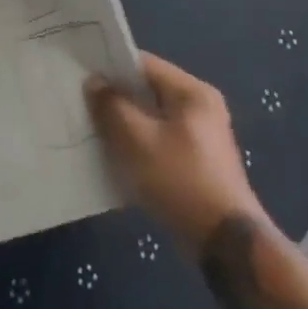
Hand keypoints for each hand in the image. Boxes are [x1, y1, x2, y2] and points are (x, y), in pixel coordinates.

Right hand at [86, 52, 259, 247]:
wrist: (225, 244)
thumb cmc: (180, 180)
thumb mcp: (137, 139)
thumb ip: (111, 106)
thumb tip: (94, 82)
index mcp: (193, 92)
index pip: (144, 64)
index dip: (111, 68)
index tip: (82, 77)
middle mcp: (201, 107)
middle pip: (147, 91)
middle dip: (116, 99)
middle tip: (83, 105)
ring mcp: (201, 136)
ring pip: (151, 118)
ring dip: (125, 124)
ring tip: (94, 130)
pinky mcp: (197, 162)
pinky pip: (159, 140)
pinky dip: (138, 144)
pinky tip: (116, 157)